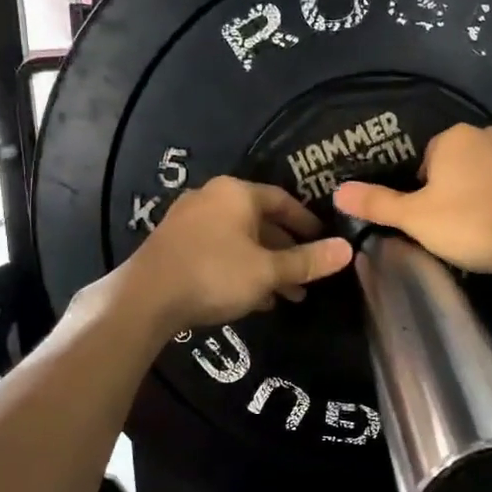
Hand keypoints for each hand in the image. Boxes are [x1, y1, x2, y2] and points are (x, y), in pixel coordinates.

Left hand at [123, 176, 351, 331]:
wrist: (145, 298)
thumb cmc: (215, 275)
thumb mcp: (268, 271)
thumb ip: (307, 261)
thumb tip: (347, 249)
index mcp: (237, 193)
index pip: (283, 200)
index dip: (307, 223)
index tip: (325, 242)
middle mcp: (212, 197)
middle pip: (261, 221)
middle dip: (287, 251)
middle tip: (308, 276)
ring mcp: (189, 219)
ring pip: (240, 239)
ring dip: (265, 264)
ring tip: (287, 294)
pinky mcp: (174, 243)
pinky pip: (219, 250)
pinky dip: (240, 268)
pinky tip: (254, 297)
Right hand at [332, 124, 491, 276]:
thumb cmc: (474, 222)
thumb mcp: (416, 219)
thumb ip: (378, 204)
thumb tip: (337, 191)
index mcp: (453, 138)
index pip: (426, 159)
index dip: (422, 191)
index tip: (428, 221)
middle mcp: (489, 134)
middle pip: (459, 165)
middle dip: (454, 191)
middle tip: (454, 229)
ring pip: (491, 175)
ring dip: (484, 196)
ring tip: (484, 233)